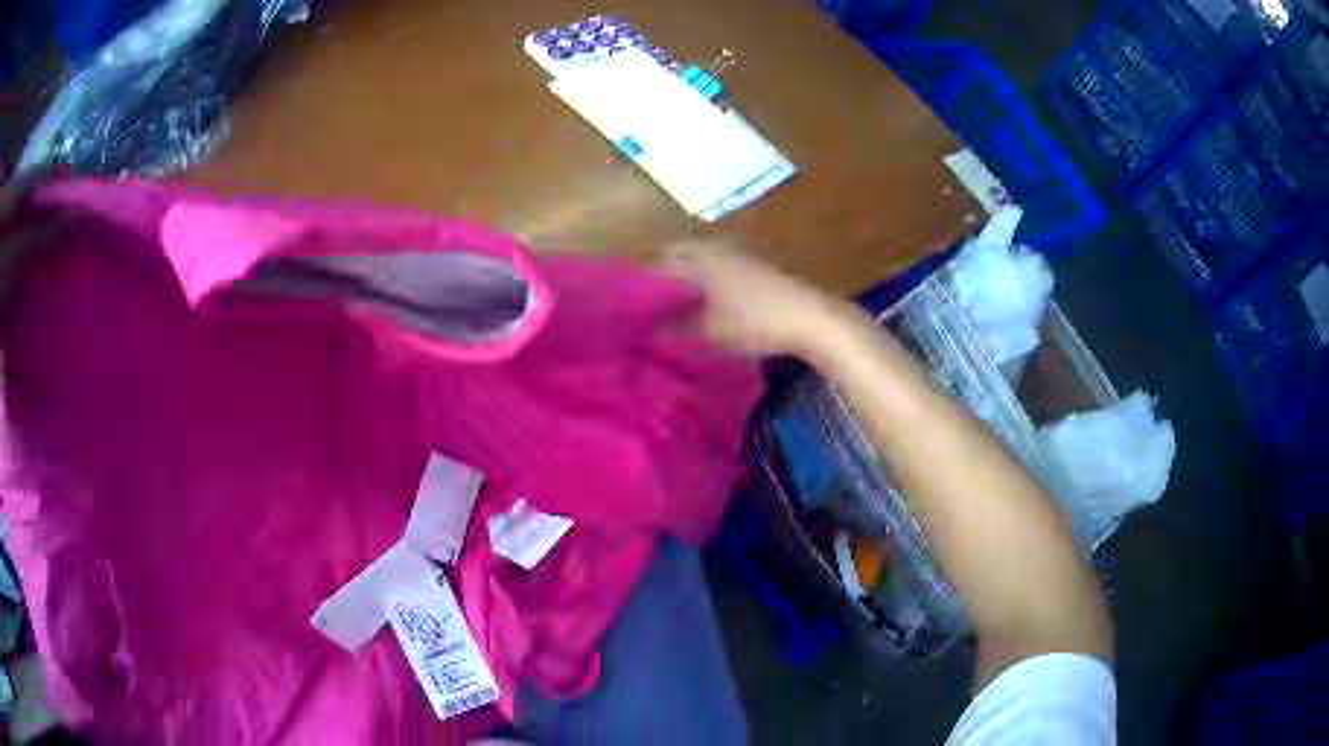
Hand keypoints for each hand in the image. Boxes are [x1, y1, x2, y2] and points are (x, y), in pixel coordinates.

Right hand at [662, 239, 868, 356]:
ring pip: (702, 267)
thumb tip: (647, 334)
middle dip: (666, 285)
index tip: (634, 309)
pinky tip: (708, 314)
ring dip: (689, 287)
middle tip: (653, 315)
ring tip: (677, 317)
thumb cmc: (753, 320)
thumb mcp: (707, 330)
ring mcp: (739, 256)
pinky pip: (720, 274)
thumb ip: (673, 329)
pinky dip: (709, 290)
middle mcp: (717, 247)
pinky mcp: (756, 269)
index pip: (659, 260)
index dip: (643, 284)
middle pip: (681, 261)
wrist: (810, 318)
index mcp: (700, 254)